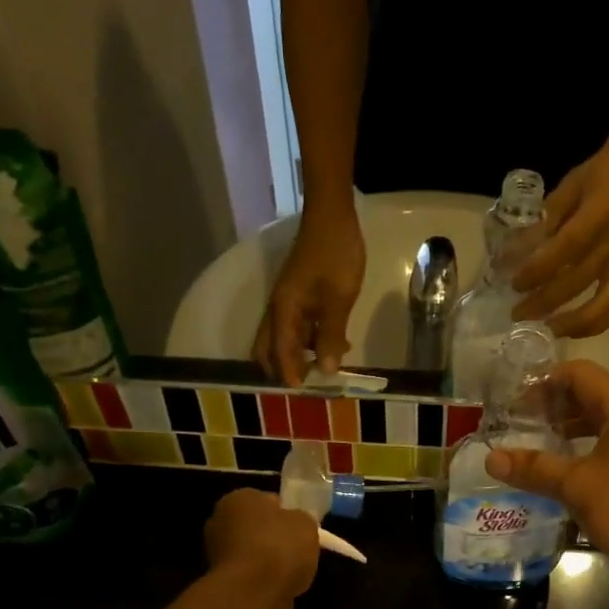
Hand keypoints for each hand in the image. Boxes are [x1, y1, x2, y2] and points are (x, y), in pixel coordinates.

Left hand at [203, 489, 319, 608]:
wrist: (254, 593)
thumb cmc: (280, 547)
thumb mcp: (306, 524)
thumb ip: (299, 520)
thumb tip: (294, 524)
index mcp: (239, 498)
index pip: (267, 500)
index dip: (286, 513)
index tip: (301, 528)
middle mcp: (220, 521)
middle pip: (256, 526)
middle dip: (273, 536)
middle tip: (298, 550)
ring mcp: (216, 553)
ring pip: (251, 552)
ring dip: (267, 560)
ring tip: (292, 572)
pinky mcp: (220, 581)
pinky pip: (249, 575)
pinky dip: (262, 580)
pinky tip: (279, 587)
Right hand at [253, 202, 366, 385]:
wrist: (332, 215)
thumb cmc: (336, 255)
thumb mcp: (338, 300)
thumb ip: (331, 335)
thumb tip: (325, 370)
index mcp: (283, 311)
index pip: (279, 352)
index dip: (289, 374)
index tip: (302, 393)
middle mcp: (278, 309)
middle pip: (269, 348)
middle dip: (285, 368)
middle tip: (309, 384)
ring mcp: (288, 301)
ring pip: (285, 338)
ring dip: (301, 355)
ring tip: (329, 367)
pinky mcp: (300, 295)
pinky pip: (299, 326)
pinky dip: (311, 340)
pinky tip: (336, 345)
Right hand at [486, 361, 608, 590]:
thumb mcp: (578, 487)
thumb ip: (535, 468)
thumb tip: (491, 458)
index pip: (578, 373)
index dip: (542, 383)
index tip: (512, 404)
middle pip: (587, 395)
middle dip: (550, 407)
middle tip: (514, 425)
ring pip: (596, 423)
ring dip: (563, 430)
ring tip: (529, 447)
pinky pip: (606, 446)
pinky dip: (580, 450)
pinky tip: (558, 472)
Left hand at [511, 146, 608, 338]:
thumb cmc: (598, 177)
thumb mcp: (566, 189)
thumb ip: (542, 223)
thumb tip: (510, 255)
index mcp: (600, 212)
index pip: (567, 248)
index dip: (539, 269)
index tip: (514, 283)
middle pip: (579, 281)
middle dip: (545, 302)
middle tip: (517, 314)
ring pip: (605, 304)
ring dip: (573, 323)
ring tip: (545, 330)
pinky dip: (594, 324)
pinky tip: (571, 329)